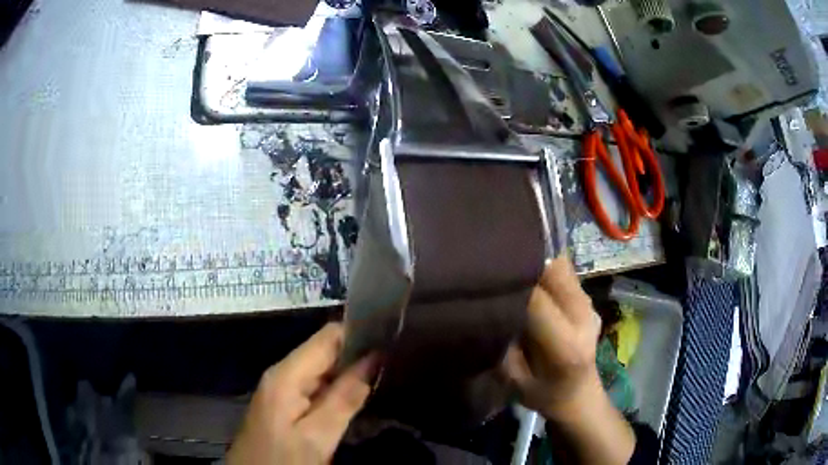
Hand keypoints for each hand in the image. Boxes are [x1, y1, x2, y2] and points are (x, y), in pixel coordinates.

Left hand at [227, 323, 376, 464]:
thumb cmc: (283, 459)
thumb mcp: (317, 437)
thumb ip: (344, 398)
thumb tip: (373, 359)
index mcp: (286, 375)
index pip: (327, 337)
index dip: (358, 334)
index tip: (390, 339)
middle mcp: (282, 375)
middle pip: (324, 352)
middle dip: (357, 354)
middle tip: (393, 360)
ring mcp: (282, 390)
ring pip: (322, 370)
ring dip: (350, 372)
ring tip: (385, 373)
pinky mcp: (285, 405)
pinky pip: (316, 387)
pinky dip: (338, 388)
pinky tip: (359, 394)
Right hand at [503, 255, 602, 419]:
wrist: (579, 394)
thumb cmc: (543, 393)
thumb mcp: (512, 379)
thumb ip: (502, 344)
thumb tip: (489, 307)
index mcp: (565, 346)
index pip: (537, 302)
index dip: (511, 285)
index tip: (487, 276)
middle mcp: (582, 318)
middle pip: (555, 271)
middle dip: (525, 262)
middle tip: (498, 264)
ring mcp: (589, 306)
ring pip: (561, 265)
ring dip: (536, 260)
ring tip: (512, 264)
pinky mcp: (589, 300)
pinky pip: (565, 272)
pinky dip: (545, 267)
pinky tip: (530, 275)